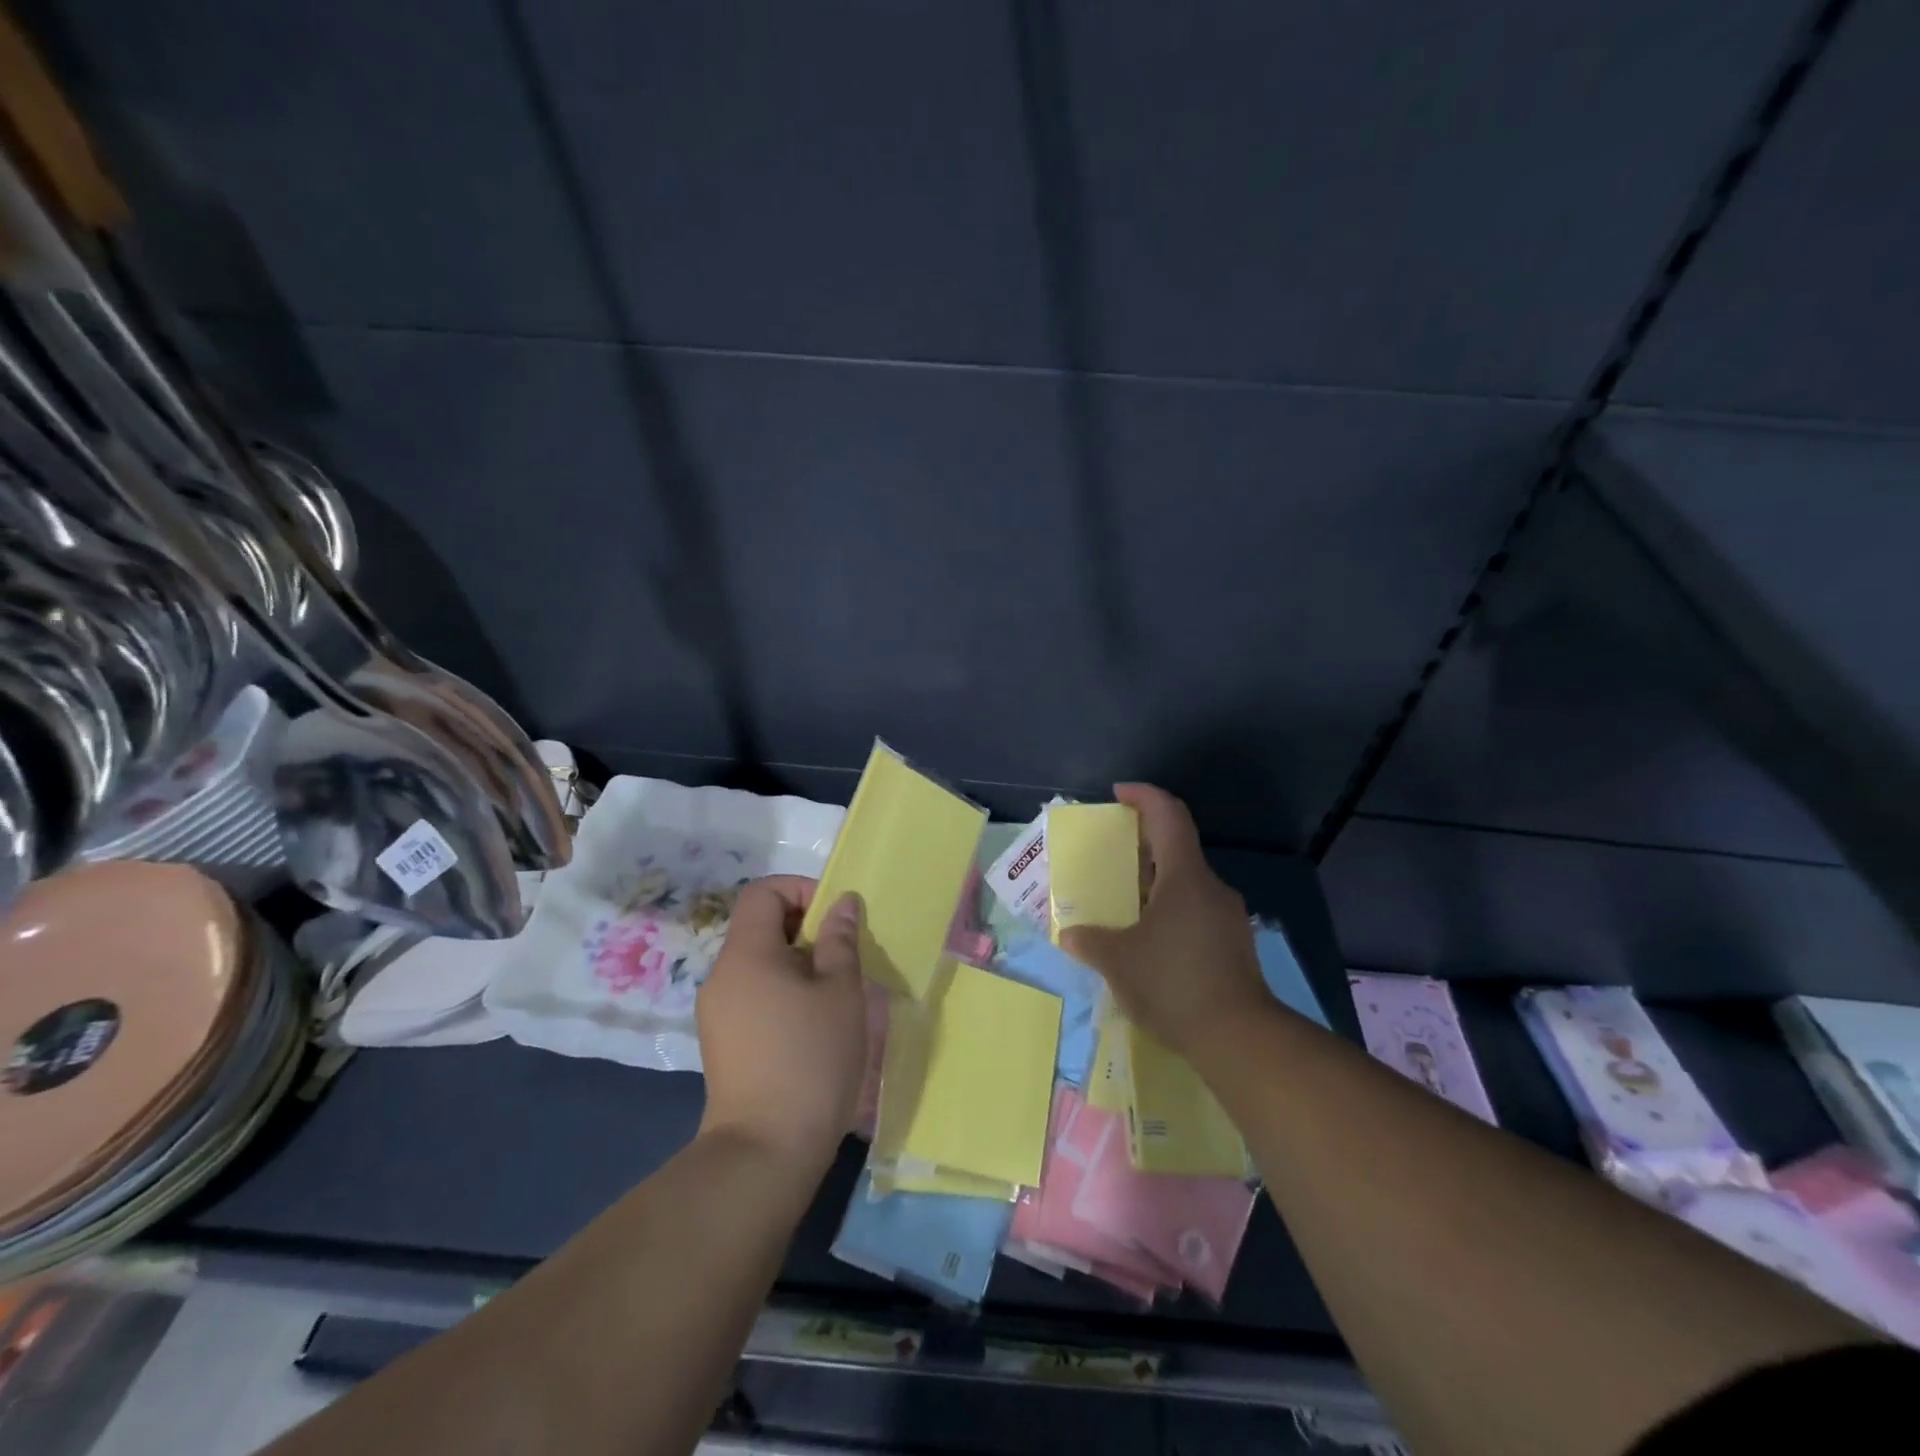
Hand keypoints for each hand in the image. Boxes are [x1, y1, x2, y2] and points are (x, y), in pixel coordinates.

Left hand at [696, 877, 866, 1166]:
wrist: (766, 1151)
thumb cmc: (810, 1058)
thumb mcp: (840, 991)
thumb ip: (840, 940)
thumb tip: (841, 903)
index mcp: (745, 953)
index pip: (762, 892)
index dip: (801, 889)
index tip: (835, 917)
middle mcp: (722, 975)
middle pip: (760, 926)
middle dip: (805, 929)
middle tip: (844, 956)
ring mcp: (717, 1011)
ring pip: (760, 963)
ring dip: (799, 963)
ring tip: (835, 994)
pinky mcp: (723, 1042)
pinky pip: (755, 994)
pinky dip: (784, 992)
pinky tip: (813, 1025)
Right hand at [1058, 784, 1272, 1060]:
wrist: (1239, 1038)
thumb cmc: (1172, 983)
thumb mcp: (1118, 961)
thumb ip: (1090, 941)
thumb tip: (1070, 935)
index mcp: (1184, 876)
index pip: (1168, 815)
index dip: (1143, 796)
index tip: (1118, 794)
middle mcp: (1211, 887)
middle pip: (1176, 848)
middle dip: (1142, 845)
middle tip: (1111, 855)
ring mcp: (1227, 917)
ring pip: (1186, 884)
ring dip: (1155, 884)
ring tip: (1124, 903)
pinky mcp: (1234, 945)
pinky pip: (1195, 912)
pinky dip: (1169, 911)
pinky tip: (1149, 942)